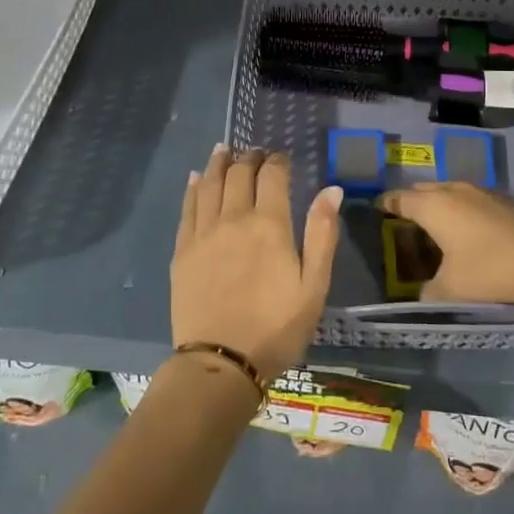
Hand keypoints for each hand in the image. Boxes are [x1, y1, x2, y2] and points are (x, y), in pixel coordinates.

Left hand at [172, 146, 341, 378]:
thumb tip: (332, 190)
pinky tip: (197, 178)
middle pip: (239, 174)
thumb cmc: (276, 328)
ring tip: (224, 149)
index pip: (272, 176)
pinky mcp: (182, 251)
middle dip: (249, 158)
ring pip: (210, 184)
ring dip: (218, 163)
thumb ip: (322, 234)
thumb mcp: (314, 286)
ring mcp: (203, 233)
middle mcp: (234, 219)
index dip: (277, 161)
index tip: (282, 157)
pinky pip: (188, 208)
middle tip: (255, 152)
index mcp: (269, 225)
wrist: (221, 364)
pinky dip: (194, 187)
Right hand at [376, 182, 513, 312]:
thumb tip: (423, 294)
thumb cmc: (490, 270)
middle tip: (404, 217)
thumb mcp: (451, 289)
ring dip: (440, 204)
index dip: (387, 203)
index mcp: (434, 207)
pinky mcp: (506, 201)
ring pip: (451, 192)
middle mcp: (455, 191)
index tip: (378, 207)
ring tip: (436, 223)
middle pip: (425, 190)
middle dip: (412, 201)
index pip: (401, 199)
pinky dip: (462, 210)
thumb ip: (429, 292)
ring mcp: (483, 193)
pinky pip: (472, 200)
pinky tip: (470, 230)